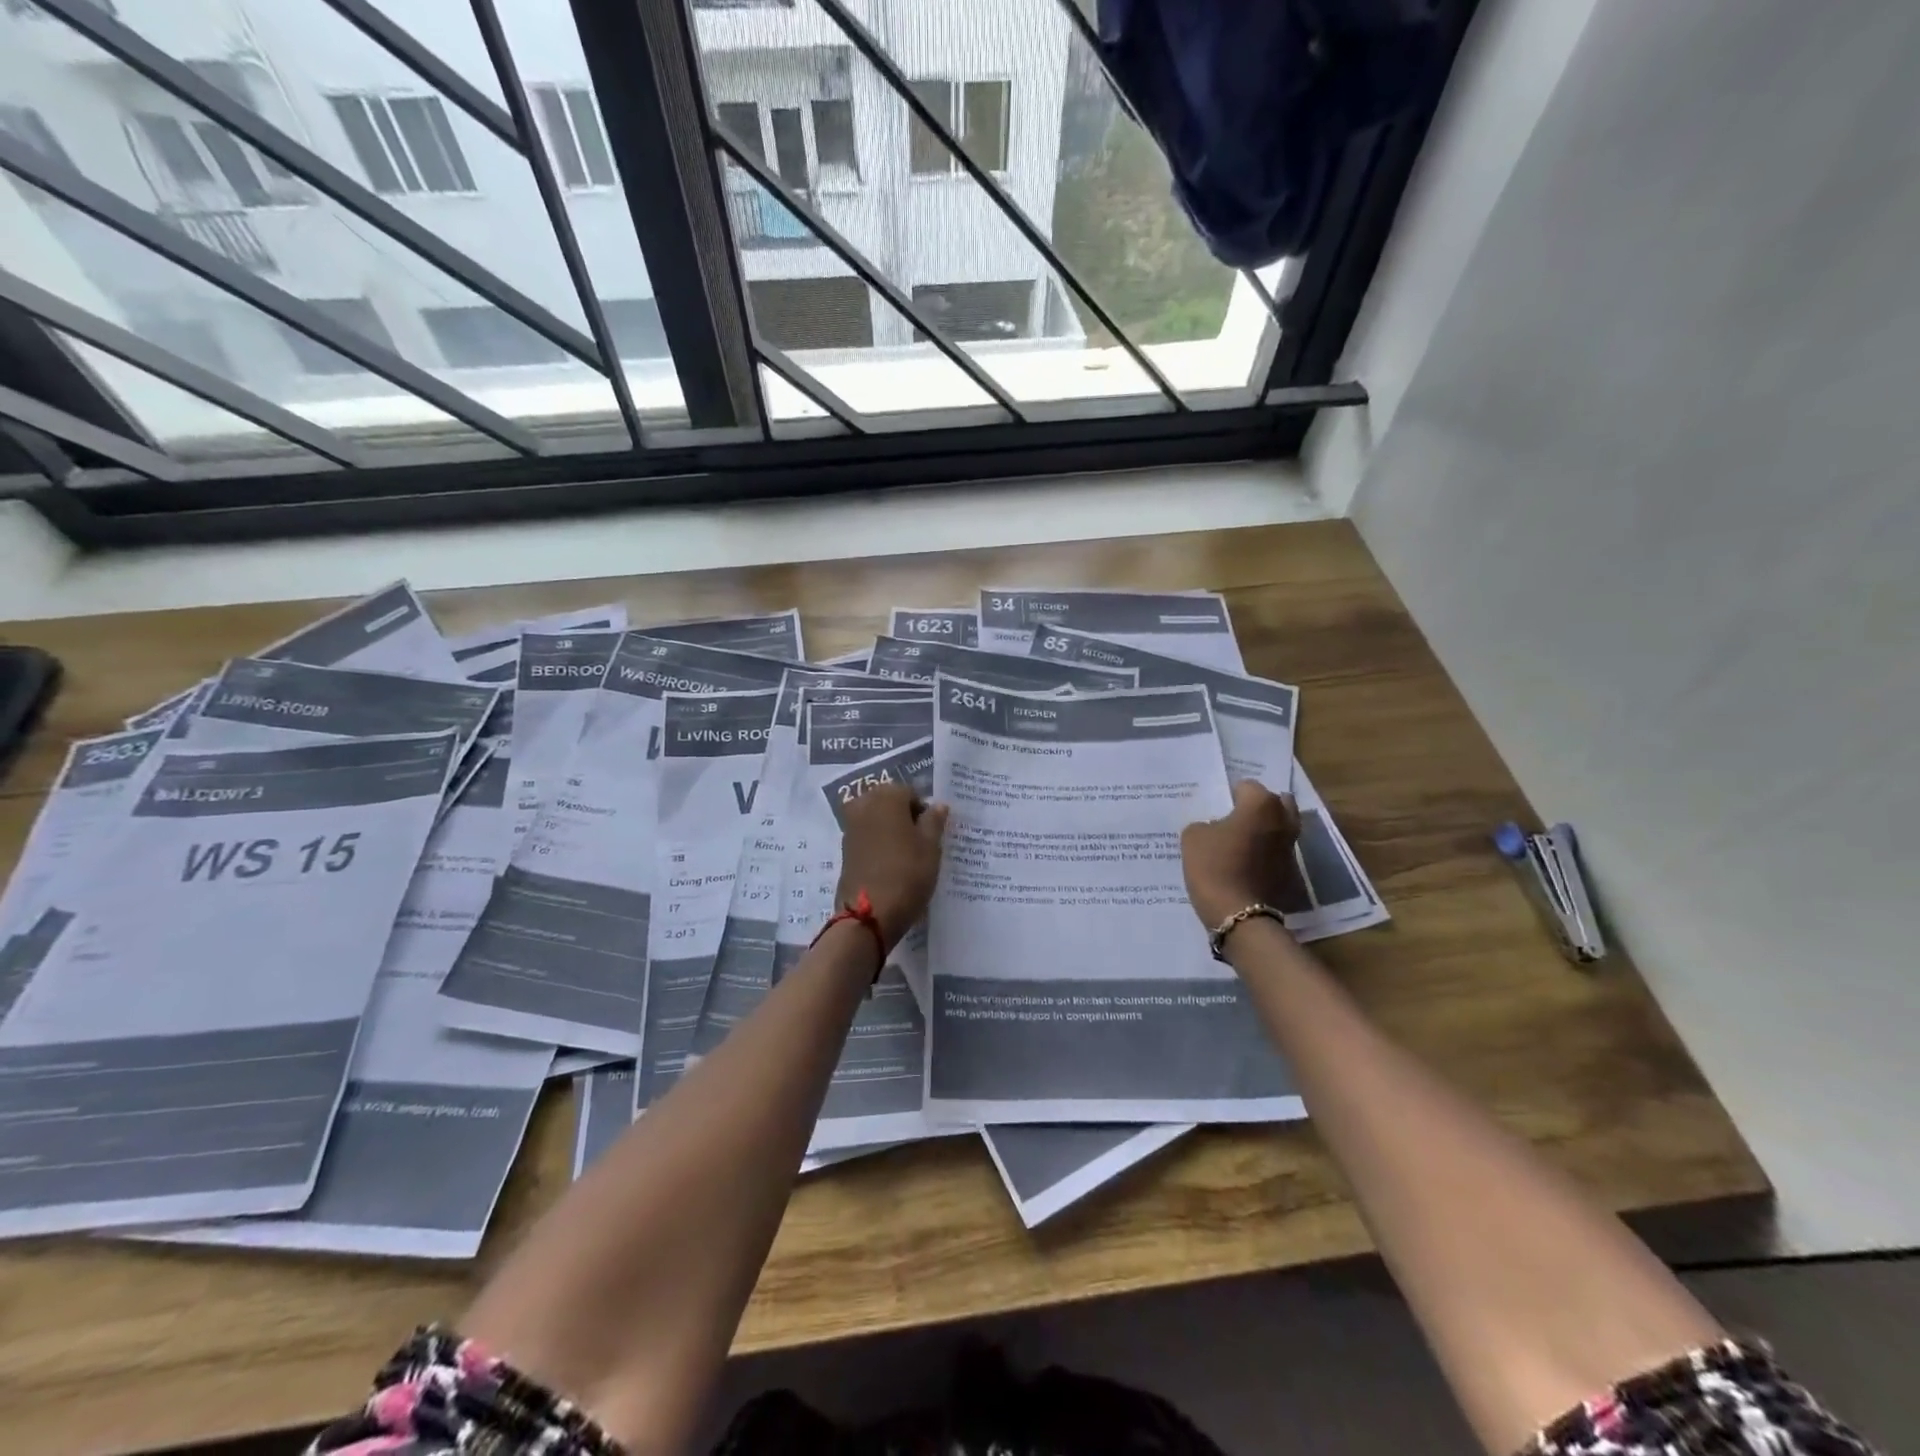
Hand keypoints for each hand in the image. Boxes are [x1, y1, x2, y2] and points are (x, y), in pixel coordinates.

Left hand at [835, 783, 948, 948]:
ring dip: (890, 829)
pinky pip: (867, 836)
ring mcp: (851, 827)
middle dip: (904, 816)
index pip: (910, 792)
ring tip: (908, 854)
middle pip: (889, 802)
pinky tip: (891, 863)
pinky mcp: (845, 849)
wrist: (868, 914)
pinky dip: (878, 843)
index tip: (933, 832)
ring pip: (876, 818)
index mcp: (887, 797)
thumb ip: (934, 821)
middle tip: (921, 841)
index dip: (924, 810)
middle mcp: (864, 805)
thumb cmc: (907, 874)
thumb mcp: (931, 848)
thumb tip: (937, 805)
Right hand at [1180, 780, 1301, 928]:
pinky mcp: (1292, 872)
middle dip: (1259, 807)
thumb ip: (1204, 824)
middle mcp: (1283, 820)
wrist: (1240, 915)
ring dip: (1266, 830)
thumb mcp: (1193, 837)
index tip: (1216, 809)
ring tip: (1241, 841)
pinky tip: (1247, 863)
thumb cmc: (1214, 866)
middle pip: (1276, 802)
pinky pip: (1278, 852)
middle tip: (1236, 818)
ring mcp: (1291, 848)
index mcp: (1261, 804)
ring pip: (1280, 828)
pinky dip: (1267, 853)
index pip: (1246, 786)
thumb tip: (1214, 828)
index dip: (1229, 795)